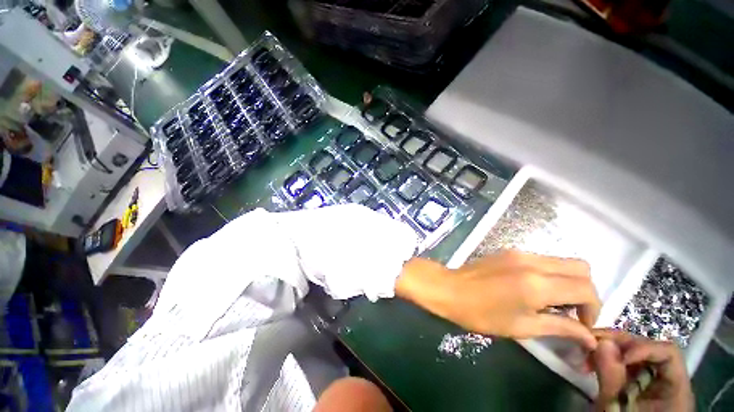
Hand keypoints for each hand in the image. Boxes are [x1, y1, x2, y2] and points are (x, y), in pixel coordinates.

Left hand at [395, 250, 600, 348]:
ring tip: (552, 302)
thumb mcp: (522, 327)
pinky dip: (550, 274)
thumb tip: (590, 338)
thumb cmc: (481, 313)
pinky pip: (543, 259)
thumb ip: (560, 328)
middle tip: (571, 311)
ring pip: (562, 261)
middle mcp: (532, 262)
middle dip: (585, 291)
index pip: (586, 288)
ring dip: (567, 281)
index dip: (593, 309)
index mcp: (538, 283)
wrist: (449, 288)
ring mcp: (519, 253)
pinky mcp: (509, 251)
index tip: (581, 325)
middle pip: (580, 267)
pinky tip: (535, 289)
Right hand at [592, 329, 692, 411]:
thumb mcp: (617, 408)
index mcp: (676, 389)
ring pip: (633, 354)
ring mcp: (652, 382)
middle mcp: (668, 380)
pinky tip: (590, 362)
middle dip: (618, 344)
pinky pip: (624, 364)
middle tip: (589, 343)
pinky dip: (606, 359)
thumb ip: (613, 378)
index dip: (642, 347)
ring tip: (586, 354)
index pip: (668, 353)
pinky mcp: (636, 383)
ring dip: (608, 349)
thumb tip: (603, 342)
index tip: (612, 351)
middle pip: (648, 350)